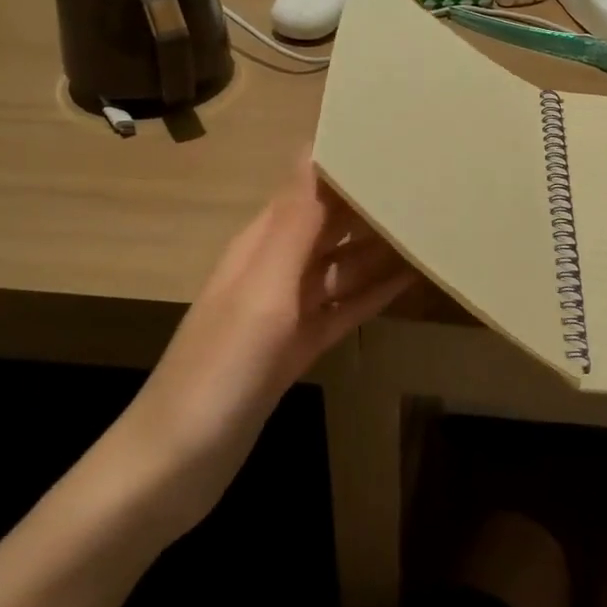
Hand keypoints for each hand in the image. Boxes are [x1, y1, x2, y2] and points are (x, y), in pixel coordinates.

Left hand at [109, 158, 414, 536]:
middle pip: (330, 223)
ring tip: (431, 227)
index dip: (346, 160)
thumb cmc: (220, 369)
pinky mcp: (296, 347)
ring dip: (380, 248)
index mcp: (262, 243)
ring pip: (342, 266)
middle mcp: (275, 267)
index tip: (396, 139)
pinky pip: (343, 307)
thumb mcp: (263, 289)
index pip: (309, 184)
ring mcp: (286, 311)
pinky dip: (372, 293)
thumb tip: (317, 146)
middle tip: (429, 182)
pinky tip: (409, 280)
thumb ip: (295, 222)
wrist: (174, 467)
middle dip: (371, 202)